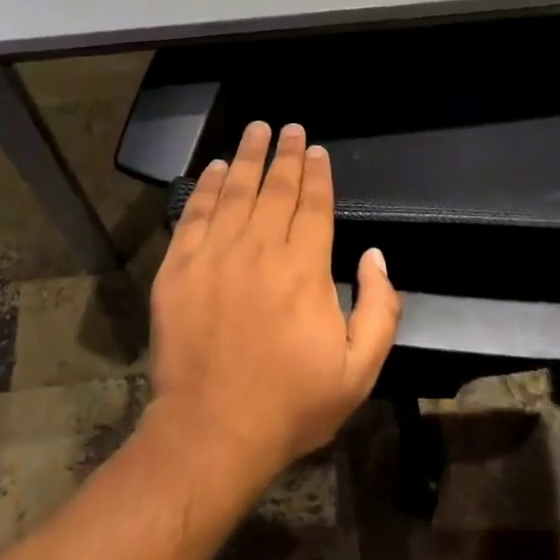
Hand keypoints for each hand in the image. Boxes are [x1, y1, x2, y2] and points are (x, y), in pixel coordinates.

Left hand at [147, 122, 401, 486]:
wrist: (212, 431)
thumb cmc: (291, 403)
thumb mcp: (359, 370)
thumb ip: (380, 308)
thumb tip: (375, 255)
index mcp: (305, 269)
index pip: (314, 205)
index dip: (316, 173)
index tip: (316, 149)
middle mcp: (260, 249)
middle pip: (276, 189)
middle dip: (285, 154)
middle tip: (289, 128)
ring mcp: (215, 255)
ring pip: (235, 191)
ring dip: (248, 156)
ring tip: (256, 130)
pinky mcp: (179, 268)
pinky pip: (195, 214)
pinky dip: (206, 186)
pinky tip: (215, 168)